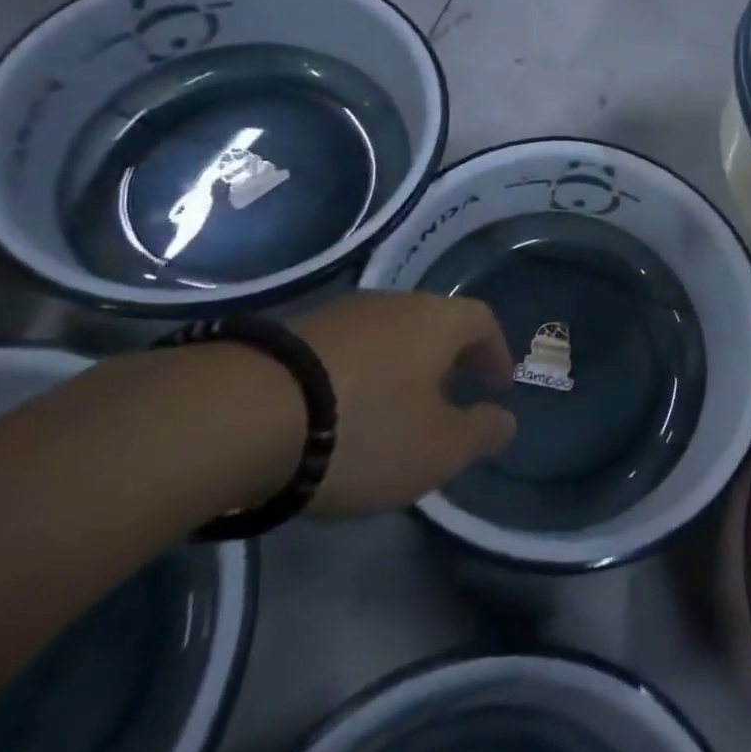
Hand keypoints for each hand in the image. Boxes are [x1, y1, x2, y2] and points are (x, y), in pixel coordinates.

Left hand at [291, 291, 517, 515]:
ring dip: (402, 366)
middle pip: (434, 324)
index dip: (496, 353)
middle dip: (448, 361)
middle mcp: (394, 303)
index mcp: (437, 320)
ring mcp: (341, 313)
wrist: (245, 415)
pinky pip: (347, 348)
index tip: (496, 388)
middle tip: (448, 399)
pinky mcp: (295, 331)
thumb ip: (480, 434)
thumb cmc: (366, 429)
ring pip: (389, 334)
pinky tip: (343, 409)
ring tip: (394, 409)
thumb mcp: (438, 449)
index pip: (483, 321)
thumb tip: (505, 421)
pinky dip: (360, 373)